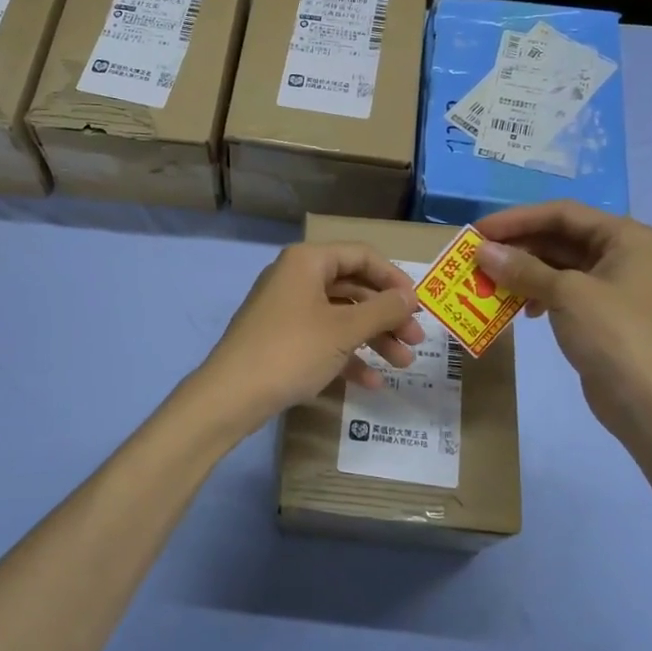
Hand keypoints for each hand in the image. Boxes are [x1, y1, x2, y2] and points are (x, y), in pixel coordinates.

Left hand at [188, 243, 423, 434]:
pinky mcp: (281, 339)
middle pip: (353, 287)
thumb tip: (409, 296)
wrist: (232, 395)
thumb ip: (382, 310)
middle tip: (416, 341)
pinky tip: (371, 383)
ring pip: (340, 316)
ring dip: (373, 338)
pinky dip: (347, 356)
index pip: (362, 256)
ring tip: (403, 365)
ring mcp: (286, 310)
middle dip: (387, 315)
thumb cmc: (292, 350)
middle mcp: (295, 278)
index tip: (419, 306)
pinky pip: (322, 339)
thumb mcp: (344, 330)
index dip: (394, 279)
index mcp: (307, 261)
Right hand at [474, 202, 651, 432]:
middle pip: (558, 237)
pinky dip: (535, 294)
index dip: (517, 219)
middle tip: (476, 258)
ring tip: (487, 282)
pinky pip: (558, 290)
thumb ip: (522, 268)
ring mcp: (610, 284)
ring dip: (521, 271)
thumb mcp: (566, 293)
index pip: (562, 213)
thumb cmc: (613, 334)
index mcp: (624, 236)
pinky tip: (518, 310)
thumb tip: (481, 251)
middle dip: (516, 247)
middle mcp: (619, 253)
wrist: (648, 402)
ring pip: (555, 265)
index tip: (479, 231)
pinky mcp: (598, 312)